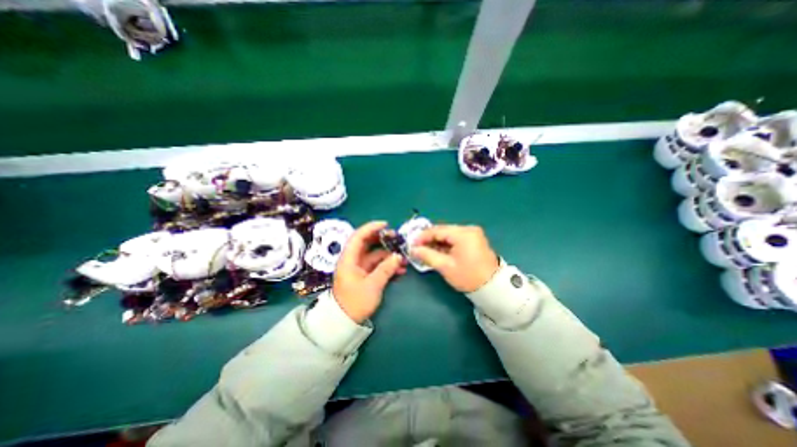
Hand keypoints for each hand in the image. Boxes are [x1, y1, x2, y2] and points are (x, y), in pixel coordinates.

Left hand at [331, 221, 405, 321]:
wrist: (345, 321)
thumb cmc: (355, 302)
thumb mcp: (372, 285)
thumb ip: (386, 269)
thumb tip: (398, 256)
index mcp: (349, 259)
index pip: (358, 236)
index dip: (371, 228)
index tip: (386, 225)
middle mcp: (354, 260)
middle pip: (368, 244)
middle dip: (383, 240)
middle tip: (398, 239)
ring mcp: (360, 267)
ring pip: (375, 255)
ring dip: (389, 256)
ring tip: (403, 259)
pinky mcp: (365, 275)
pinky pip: (378, 266)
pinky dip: (388, 266)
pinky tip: (400, 270)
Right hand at [411, 224, 495, 292]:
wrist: (492, 287)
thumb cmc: (468, 277)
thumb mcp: (445, 267)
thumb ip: (427, 255)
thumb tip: (413, 249)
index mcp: (463, 234)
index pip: (438, 230)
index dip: (422, 236)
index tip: (411, 243)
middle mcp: (468, 229)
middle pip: (443, 231)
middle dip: (429, 239)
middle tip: (416, 247)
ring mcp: (473, 234)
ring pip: (448, 234)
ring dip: (437, 242)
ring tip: (425, 250)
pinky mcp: (474, 239)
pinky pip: (455, 238)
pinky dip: (445, 244)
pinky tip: (437, 251)